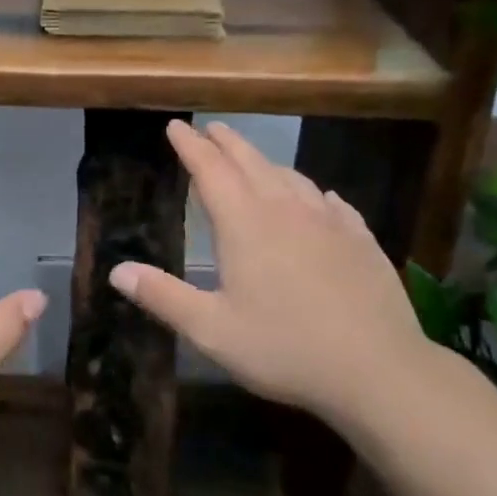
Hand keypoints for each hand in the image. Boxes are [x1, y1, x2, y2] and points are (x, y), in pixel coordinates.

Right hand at [109, 120, 427, 426]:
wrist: (379, 370)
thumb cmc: (285, 348)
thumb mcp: (211, 330)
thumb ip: (163, 297)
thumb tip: (116, 271)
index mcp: (244, 224)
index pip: (209, 170)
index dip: (190, 146)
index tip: (175, 126)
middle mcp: (285, 210)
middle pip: (250, 162)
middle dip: (226, 143)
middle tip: (211, 128)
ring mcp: (328, 222)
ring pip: (291, 177)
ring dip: (266, 163)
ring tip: (254, 161)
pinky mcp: (360, 239)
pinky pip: (331, 202)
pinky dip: (313, 192)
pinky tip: (319, 198)